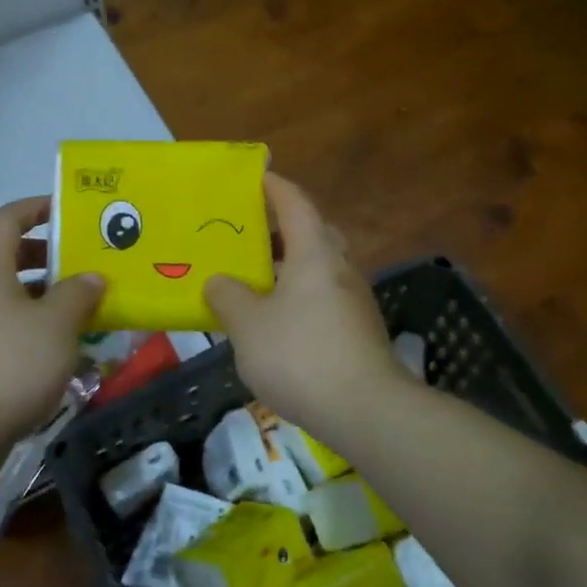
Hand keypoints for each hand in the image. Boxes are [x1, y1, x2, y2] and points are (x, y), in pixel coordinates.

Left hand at [0, 196, 104, 443]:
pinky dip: (38, 329)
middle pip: (10, 257)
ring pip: (13, 297)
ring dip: (48, 297)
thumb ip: (79, 294)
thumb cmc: (9, 364)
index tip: (69, 211)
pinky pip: (11, 329)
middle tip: (87, 263)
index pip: (7, 219)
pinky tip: (68, 349)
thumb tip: (92, 277)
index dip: (36, 207)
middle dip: (50, 257)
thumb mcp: (56, 324)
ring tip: (88, 307)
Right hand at [204, 173, 402, 429]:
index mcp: (314, 254)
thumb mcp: (248, 325)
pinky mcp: (359, 330)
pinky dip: (300, 296)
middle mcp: (340, 268)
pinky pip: (324, 297)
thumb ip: (228, 297)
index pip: (295, 204)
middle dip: (283, 228)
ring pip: (320, 268)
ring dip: (291, 265)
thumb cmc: (300, 355)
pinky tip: (277, 321)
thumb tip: (219, 282)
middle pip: (313, 233)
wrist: (366, 410)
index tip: (256, 177)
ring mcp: (355, 300)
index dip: (275, 187)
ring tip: (256, 278)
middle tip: (250, 233)